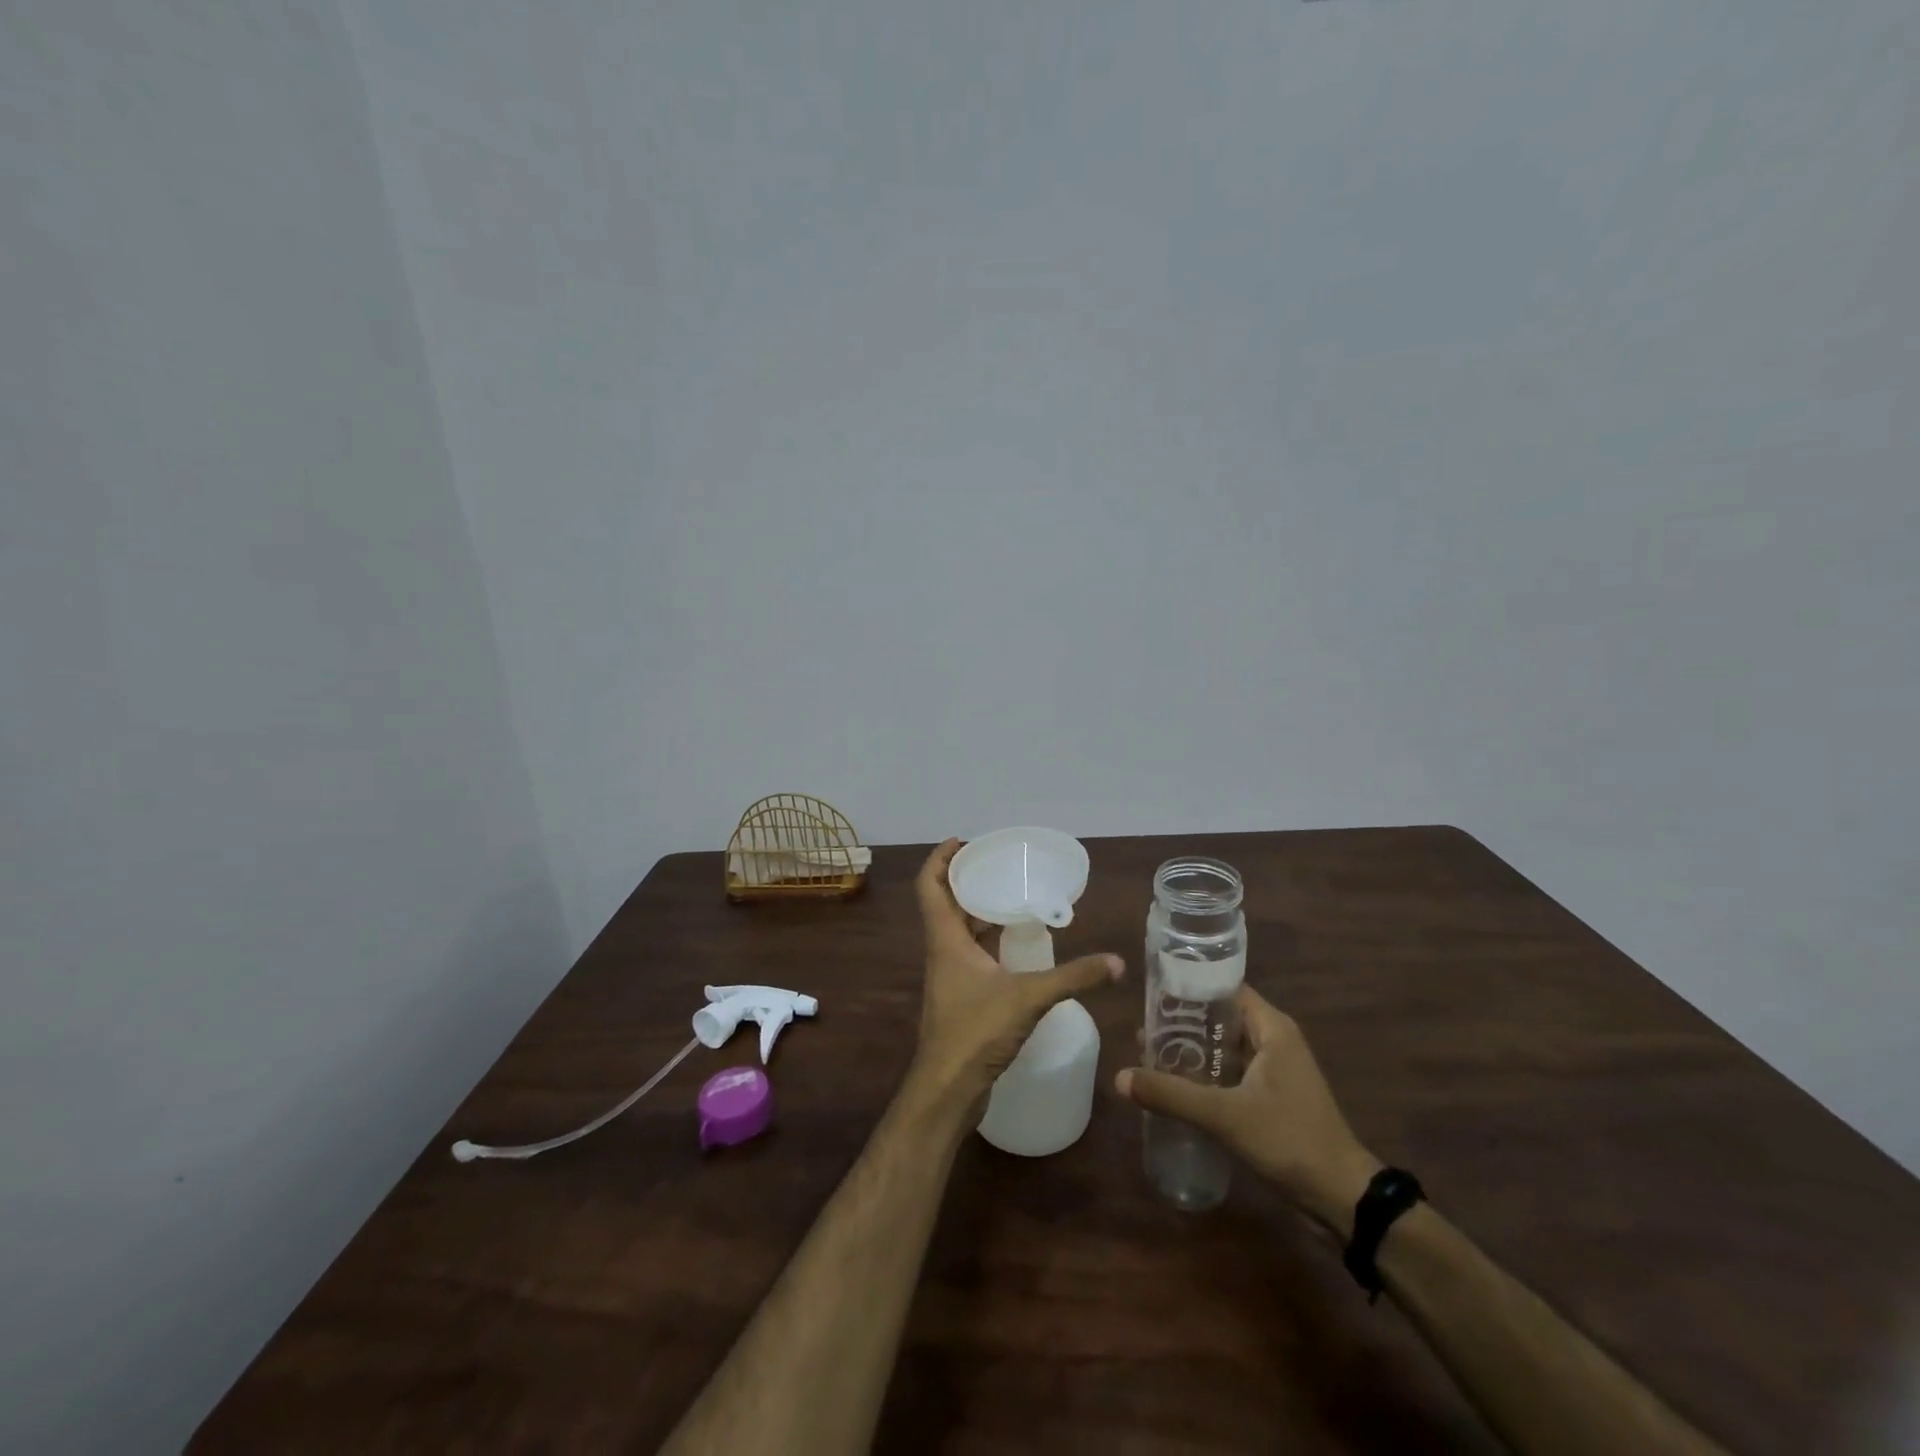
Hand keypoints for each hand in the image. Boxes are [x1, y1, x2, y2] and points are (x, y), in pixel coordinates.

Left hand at [908, 839, 1123, 1110]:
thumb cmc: (976, 1033)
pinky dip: (987, 939)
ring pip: (958, 929)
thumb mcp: (1029, 997)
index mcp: (945, 939)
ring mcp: (949, 975)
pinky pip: (970, 952)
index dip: (940, 858)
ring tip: (1012, 894)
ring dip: (978, 910)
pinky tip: (1016, 943)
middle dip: (967, 879)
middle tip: (1000, 864)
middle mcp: (942, 951)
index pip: (930, 885)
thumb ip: (1073, 977)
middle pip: (945, 903)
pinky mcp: (959, 996)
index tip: (962, 840)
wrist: (947, 1090)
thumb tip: (1117, 962)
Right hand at [1116, 986, 1380, 1231]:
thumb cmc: (1290, 1140)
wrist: (1343, 1199)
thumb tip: (1120, 1077)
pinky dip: (1204, 1075)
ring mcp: (1274, 1070)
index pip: (1224, 988)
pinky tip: (1174, 1087)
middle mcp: (1274, 1040)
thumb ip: (1172, 1095)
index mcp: (1271, 1027)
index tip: (1151, 992)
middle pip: (1220, 1017)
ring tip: (1148, 1054)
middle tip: (1142, 1028)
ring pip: (1223, 1048)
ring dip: (1191, 1051)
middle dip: (1182, 1023)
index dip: (1189, 987)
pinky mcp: (1271, 1098)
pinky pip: (1229, 1073)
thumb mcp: (1226, 1115)